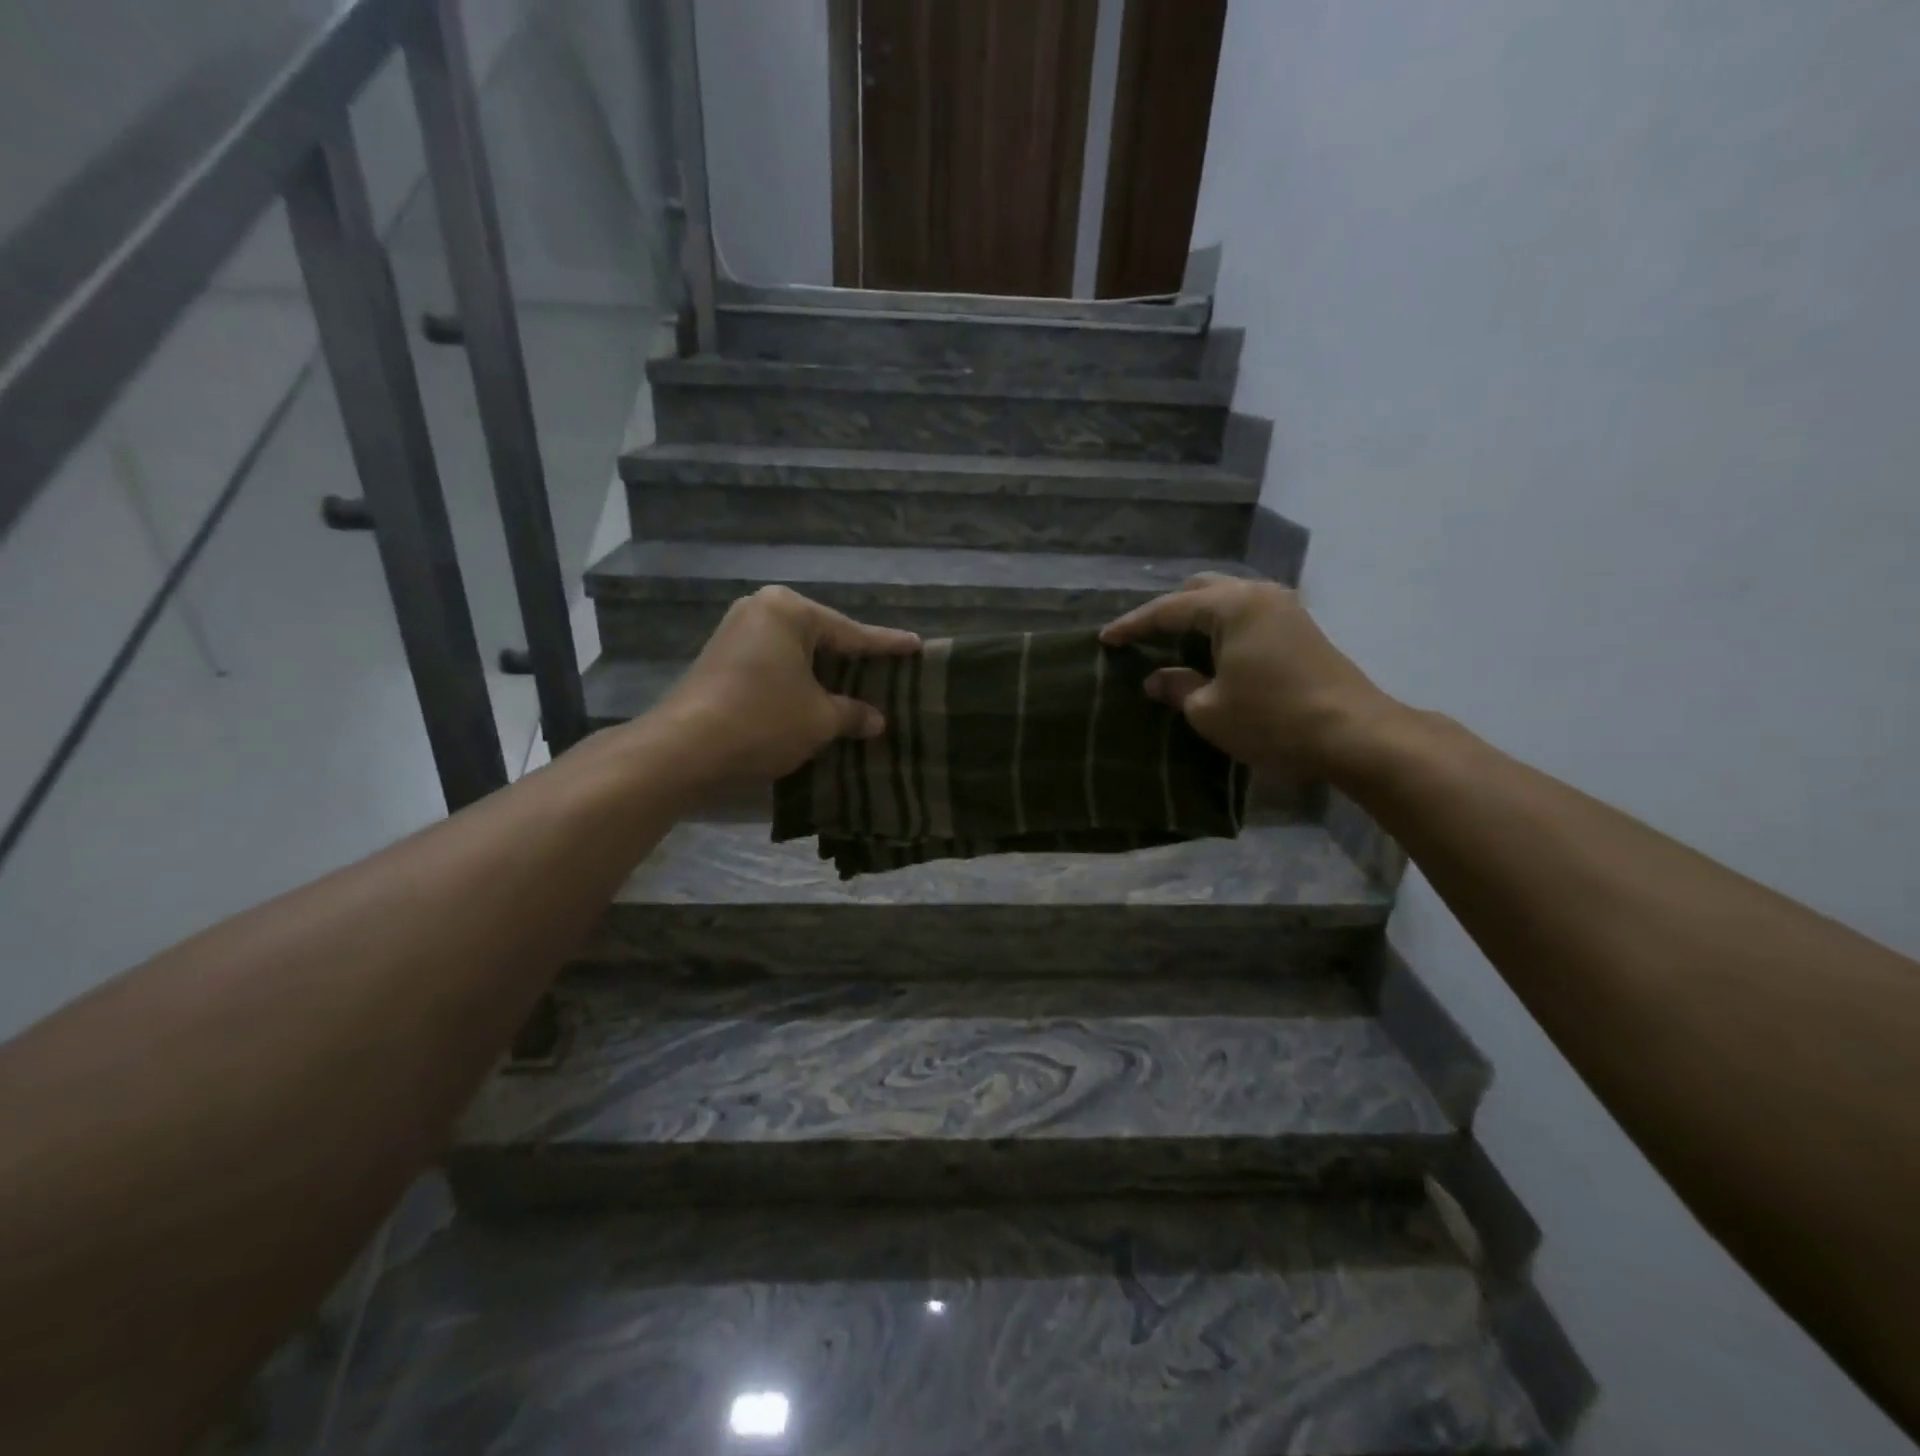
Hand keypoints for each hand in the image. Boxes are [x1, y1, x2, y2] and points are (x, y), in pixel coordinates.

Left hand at [653, 585, 920, 782]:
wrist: (683, 750)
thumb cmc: (762, 721)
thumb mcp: (819, 719)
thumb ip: (852, 713)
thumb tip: (876, 720)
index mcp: (789, 611)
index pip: (851, 632)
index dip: (887, 645)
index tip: (916, 645)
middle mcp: (760, 611)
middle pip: (822, 638)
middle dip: (853, 660)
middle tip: (889, 671)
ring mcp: (736, 634)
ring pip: (797, 654)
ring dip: (824, 676)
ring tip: (858, 688)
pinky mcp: (721, 661)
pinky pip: (775, 666)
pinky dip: (798, 683)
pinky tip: (818, 700)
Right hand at [1101, 574, 1396, 773]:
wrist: (1354, 734)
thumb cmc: (1272, 719)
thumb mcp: (1209, 710)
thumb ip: (1177, 687)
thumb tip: (1158, 679)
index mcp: (1232, 605)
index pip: (1169, 609)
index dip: (1133, 625)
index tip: (1106, 639)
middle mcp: (1259, 594)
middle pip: (1202, 590)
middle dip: (1169, 611)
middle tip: (1145, 637)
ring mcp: (1285, 608)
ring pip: (1229, 599)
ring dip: (1199, 618)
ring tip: (1176, 644)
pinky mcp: (1301, 628)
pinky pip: (1248, 614)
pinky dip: (1223, 627)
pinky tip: (1214, 652)